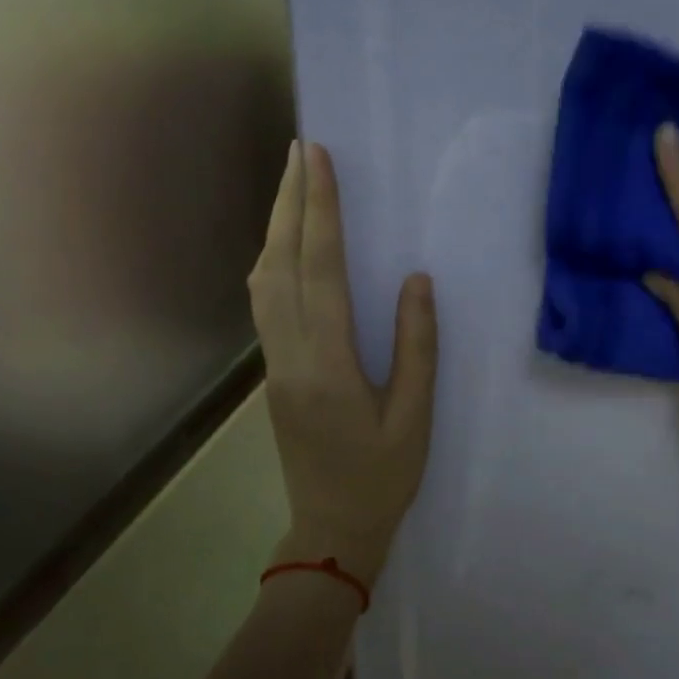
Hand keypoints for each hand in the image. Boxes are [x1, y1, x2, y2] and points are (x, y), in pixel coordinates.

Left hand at [249, 141, 437, 587]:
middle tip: (302, 150)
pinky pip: (264, 303)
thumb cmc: (383, 478)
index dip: (320, 211)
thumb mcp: (414, 417)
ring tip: (294, 185)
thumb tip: (416, 281)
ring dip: (275, 228)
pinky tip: (287, 245)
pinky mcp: (273, 373)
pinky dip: (273, 260)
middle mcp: (289, 355)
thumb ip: (417, 347)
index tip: (320, 159)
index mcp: (328, 365)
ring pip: (262, 281)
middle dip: (289, 202)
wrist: (331, 528)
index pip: (319, 270)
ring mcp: (273, 364)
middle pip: (279, 263)